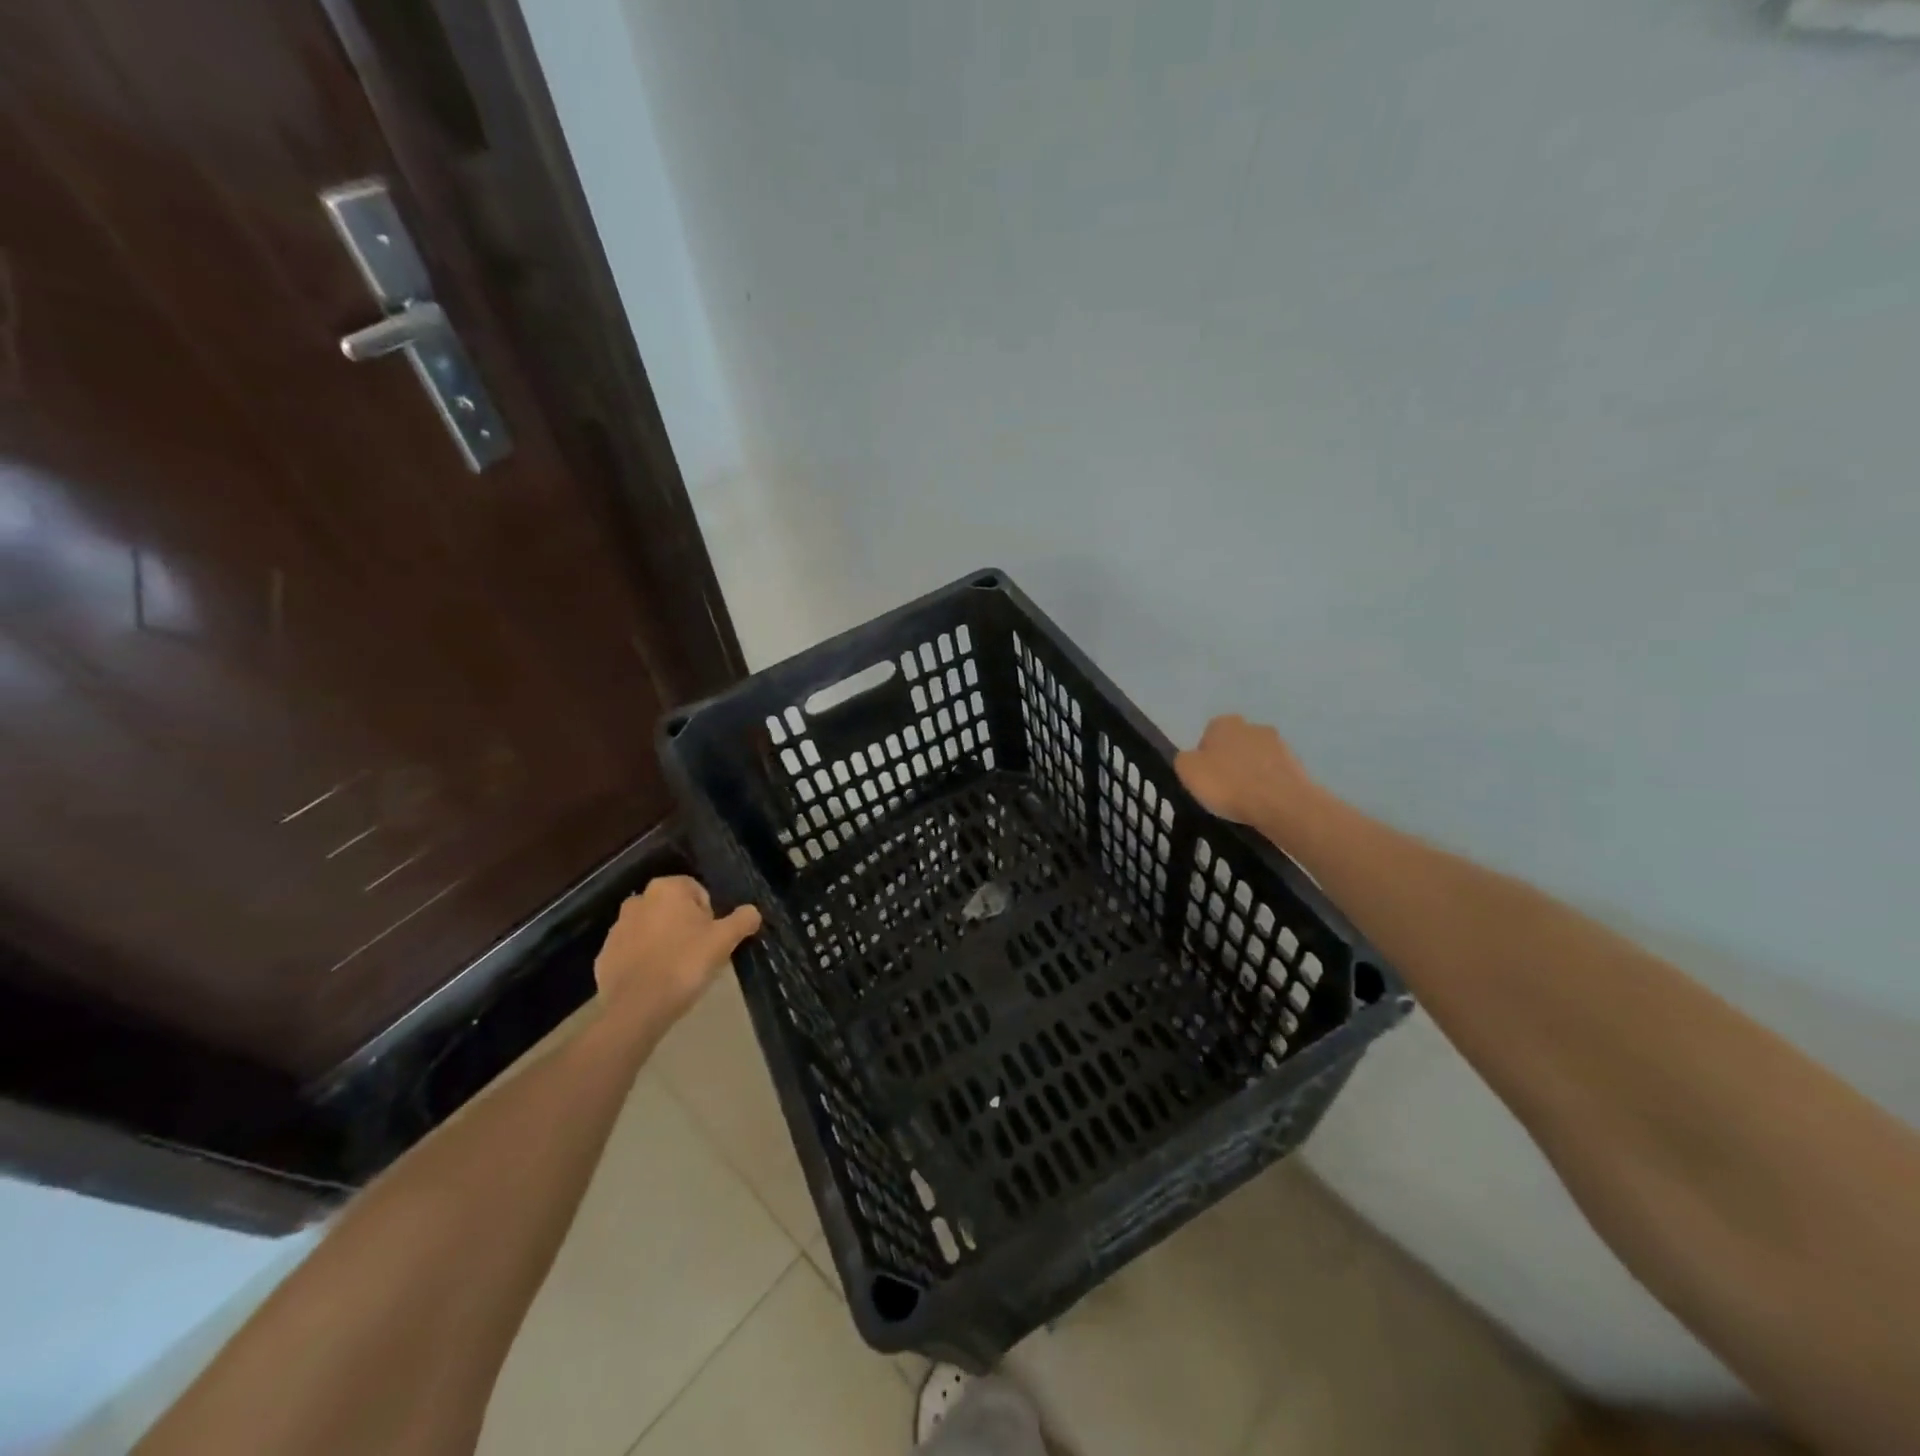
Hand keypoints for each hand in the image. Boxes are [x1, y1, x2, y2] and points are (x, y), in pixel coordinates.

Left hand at [593, 876, 760, 1031]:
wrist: (638, 1008)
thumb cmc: (685, 964)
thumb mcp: (724, 940)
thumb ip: (743, 920)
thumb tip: (752, 911)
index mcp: (667, 889)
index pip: (696, 892)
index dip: (708, 915)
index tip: (711, 939)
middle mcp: (638, 901)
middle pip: (671, 909)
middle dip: (684, 926)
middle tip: (697, 954)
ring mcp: (616, 929)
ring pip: (650, 930)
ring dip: (662, 942)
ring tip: (676, 970)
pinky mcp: (604, 956)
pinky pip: (631, 953)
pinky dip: (643, 961)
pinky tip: (655, 981)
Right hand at [1175, 715, 1317, 828]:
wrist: (1281, 803)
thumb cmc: (1228, 784)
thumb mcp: (1188, 772)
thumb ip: (1185, 760)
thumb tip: (1192, 759)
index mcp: (1224, 723)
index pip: (1207, 735)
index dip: (1203, 757)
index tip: (1204, 778)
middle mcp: (1252, 726)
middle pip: (1233, 744)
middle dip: (1229, 761)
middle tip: (1223, 788)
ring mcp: (1278, 744)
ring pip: (1255, 757)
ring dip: (1250, 772)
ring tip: (1244, 799)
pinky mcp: (1296, 764)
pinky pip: (1273, 773)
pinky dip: (1267, 784)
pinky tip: (1263, 802)